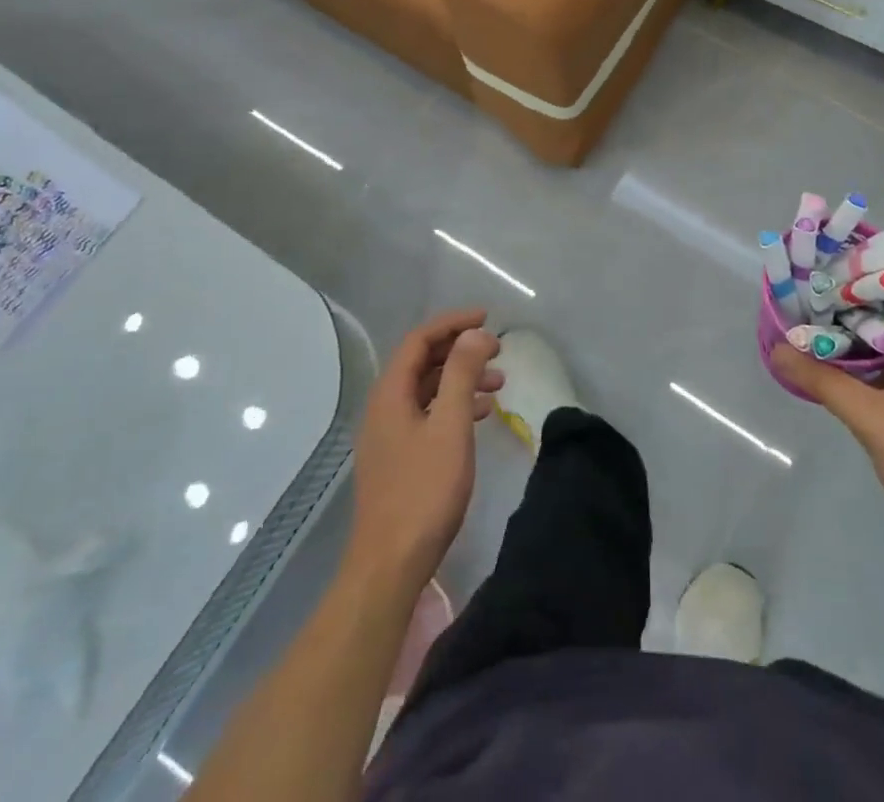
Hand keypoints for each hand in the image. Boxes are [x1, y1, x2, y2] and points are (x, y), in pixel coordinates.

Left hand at [348, 311, 503, 589]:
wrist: (390, 564)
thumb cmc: (424, 491)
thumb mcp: (450, 425)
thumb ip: (462, 374)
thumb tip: (475, 334)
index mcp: (390, 393)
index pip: (420, 339)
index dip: (453, 323)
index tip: (488, 319)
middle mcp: (384, 406)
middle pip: (422, 362)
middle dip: (460, 349)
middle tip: (498, 349)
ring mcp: (389, 434)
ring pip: (427, 389)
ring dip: (461, 378)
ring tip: (499, 383)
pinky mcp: (398, 457)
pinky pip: (428, 414)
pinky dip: (454, 406)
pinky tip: (480, 415)